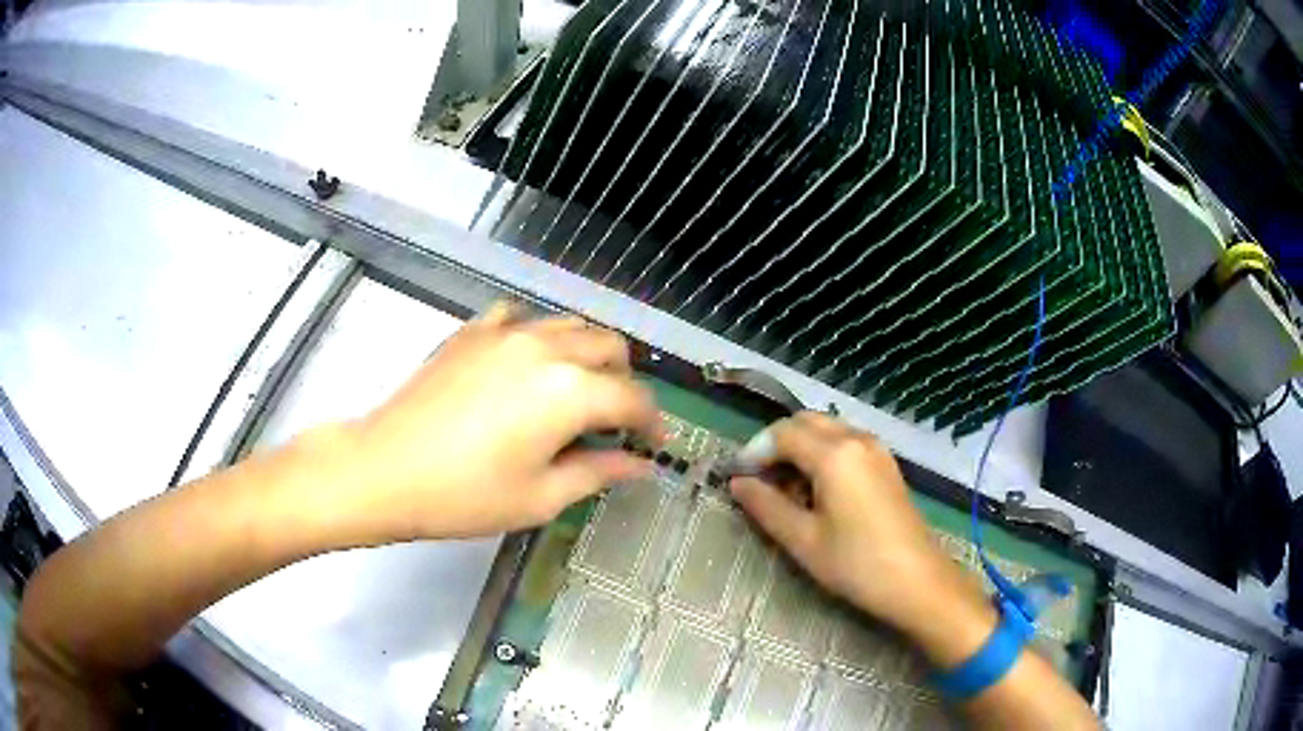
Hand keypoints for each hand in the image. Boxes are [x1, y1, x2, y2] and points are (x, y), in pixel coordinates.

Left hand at [297, 303, 660, 545]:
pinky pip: (521, 318)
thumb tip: (639, 466)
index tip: (651, 444)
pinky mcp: (473, 330)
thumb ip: (598, 472)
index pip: (633, 397)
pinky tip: (524, 365)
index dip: (651, 422)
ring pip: (571, 325)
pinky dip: (537, 336)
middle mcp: (546, 348)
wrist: (386, 469)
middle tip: (613, 420)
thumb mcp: (541, 497)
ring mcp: (506, 331)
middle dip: (624, 381)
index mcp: (570, 391)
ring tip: (574, 392)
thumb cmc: (465, 495)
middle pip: (609, 347)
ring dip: (587, 354)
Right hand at [729, 413, 992, 654]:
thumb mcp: (803, 540)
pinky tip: (819, 492)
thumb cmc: (856, 564)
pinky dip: (823, 455)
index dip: (754, 452)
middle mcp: (857, 438)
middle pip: (805, 422)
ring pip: (826, 430)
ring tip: (788, 492)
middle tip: (760, 483)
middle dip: (776, 445)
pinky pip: (846, 442)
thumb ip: (766, 507)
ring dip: (800, 449)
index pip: (781, 434)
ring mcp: (876, 448)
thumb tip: (737, 483)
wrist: (918, 581)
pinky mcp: (886, 463)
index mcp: (834, 453)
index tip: (737, 480)